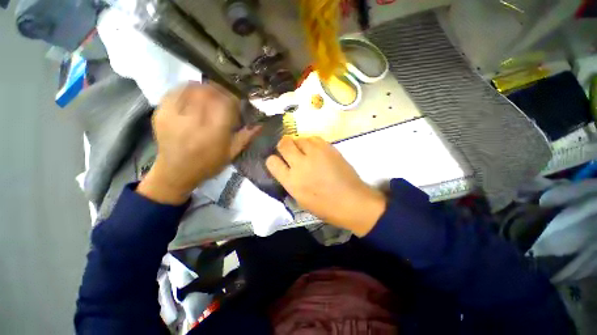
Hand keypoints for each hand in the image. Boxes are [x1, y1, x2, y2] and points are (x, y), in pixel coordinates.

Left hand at [137, 82, 259, 204]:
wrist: (175, 172)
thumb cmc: (208, 165)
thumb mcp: (231, 154)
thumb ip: (246, 137)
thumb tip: (260, 124)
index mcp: (214, 133)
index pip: (226, 104)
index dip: (234, 98)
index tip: (237, 101)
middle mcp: (194, 122)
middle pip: (210, 92)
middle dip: (221, 90)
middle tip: (225, 95)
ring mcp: (174, 115)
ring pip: (193, 88)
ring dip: (206, 88)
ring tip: (211, 94)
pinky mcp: (161, 112)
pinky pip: (176, 91)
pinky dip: (188, 88)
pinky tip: (194, 94)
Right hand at [266, 136, 385, 235]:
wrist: (352, 201)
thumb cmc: (326, 207)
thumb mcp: (301, 199)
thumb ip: (290, 181)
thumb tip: (287, 169)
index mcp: (291, 181)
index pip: (272, 162)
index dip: (273, 160)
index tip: (278, 161)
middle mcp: (300, 164)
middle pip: (284, 144)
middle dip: (283, 145)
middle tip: (289, 150)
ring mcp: (315, 154)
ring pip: (299, 138)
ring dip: (298, 143)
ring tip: (304, 150)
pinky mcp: (328, 148)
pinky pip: (314, 138)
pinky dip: (311, 142)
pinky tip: (315, 149)